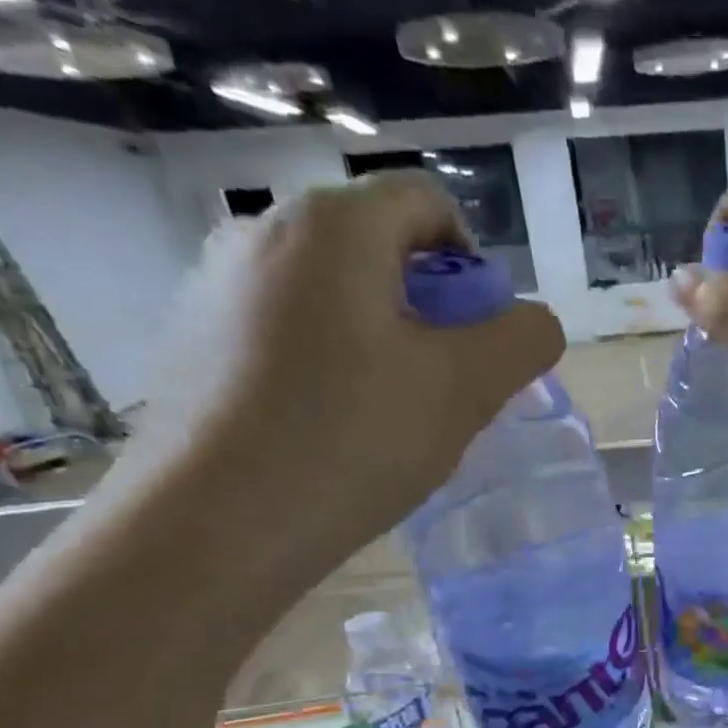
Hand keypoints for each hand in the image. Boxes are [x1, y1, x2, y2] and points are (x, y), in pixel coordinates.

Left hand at [148, 170, 563, 590]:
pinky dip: (332, 360)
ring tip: (392, 415)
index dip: (475, 265)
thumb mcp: (467, 389)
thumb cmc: (353, 440)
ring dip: (385, 338)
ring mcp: (216, 283)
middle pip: (380, 245)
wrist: (216, 524)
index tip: (479, 340)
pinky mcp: (194, 337)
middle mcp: (262, 230)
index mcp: (332, 225)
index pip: (428, 203)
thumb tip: (532, 322)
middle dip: (432, 308)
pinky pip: (290, 327)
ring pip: (335, 291)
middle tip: (445, 386)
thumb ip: (523, 340)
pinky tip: (335, 427)